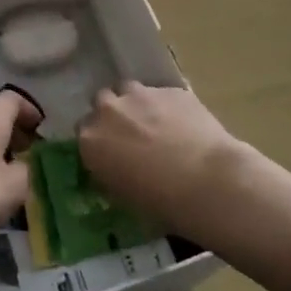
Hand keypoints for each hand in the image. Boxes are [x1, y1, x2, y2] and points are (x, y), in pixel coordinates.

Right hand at [78, 83, 252, 228]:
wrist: (207, 180)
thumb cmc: (161, 201)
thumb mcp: (122, 196)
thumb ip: (109, 174)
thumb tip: (113, 168)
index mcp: (90, 139)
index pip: (83, 131)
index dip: (98, 141)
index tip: (110, 152)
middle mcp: (109, 109)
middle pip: (102, 103)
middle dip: (113, 115)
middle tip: (131, 136)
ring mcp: (140, 94)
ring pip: (130, 91)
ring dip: (137, 104)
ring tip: (156, 125)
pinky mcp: (170, 89)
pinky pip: (161, 94)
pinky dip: (167, 106)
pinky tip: (184, 125)